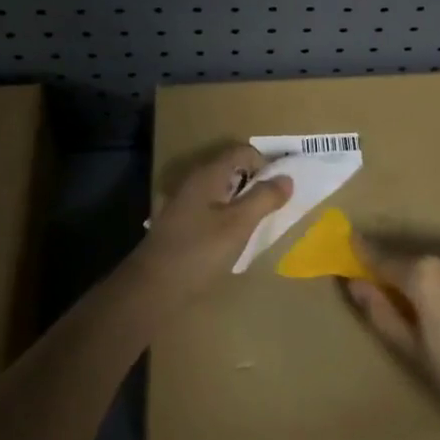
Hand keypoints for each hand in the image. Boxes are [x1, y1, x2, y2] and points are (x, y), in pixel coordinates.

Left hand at [129, 144, 292, 303]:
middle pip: (231, 170)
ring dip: (241, 200)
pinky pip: (210, 210)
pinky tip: (233, 237)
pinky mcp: (179, 225)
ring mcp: (183, 204)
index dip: (266, 163)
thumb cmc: (199, 251)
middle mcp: (194, 182)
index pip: (242, 152)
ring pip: (220, 191)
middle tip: (275, 204)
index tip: (282, 186)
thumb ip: (264, 198)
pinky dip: (226, 215)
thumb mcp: (239, 224)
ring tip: (258, 221)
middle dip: (255, 182)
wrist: (153, 288)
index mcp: (208, 175)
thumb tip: (287, 178)